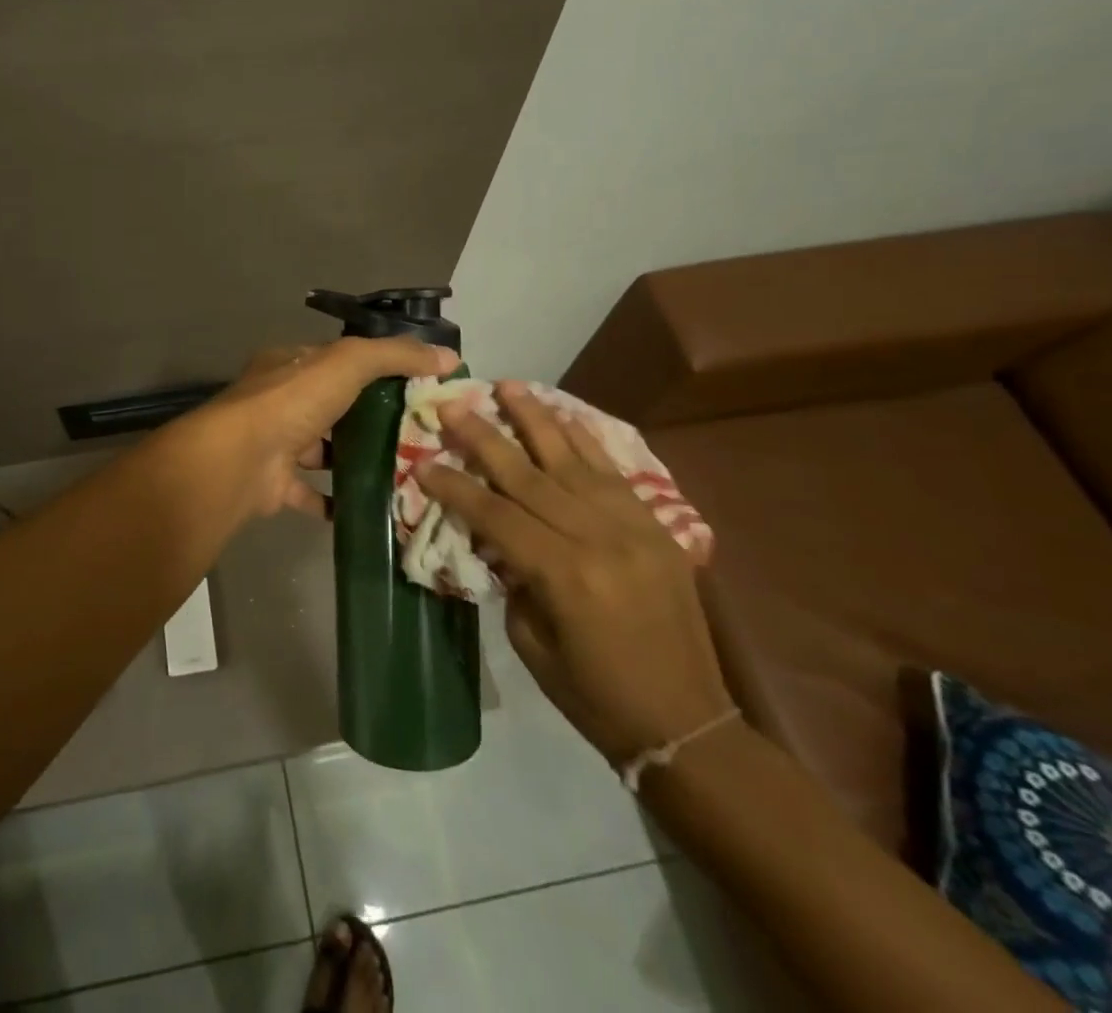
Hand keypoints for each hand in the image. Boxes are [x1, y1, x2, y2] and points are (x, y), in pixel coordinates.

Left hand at [164, 336, 457, 528]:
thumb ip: (395, 355)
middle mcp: (280, 402)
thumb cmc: (292, 402)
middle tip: (421, 436)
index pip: (340, 362)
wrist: (239, 461)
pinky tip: (374, 505)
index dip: (379, 370)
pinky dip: (339, 500)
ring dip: (357, 460)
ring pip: (325, 451)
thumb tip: (448, 356)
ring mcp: (275, 444)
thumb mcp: (348, 363)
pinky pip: (313, 493)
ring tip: (405, 470)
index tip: (420, 387)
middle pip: (335, 407)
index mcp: (291, 365)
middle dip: (373, 419)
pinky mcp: (275, 485)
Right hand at [418, 382, 733, 767]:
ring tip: (507, 386)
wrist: (688, 724)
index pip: (496, 515)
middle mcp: (598, 539)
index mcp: (563, 575)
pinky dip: (586, 440)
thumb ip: (513, 578)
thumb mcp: (532, 643)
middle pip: (529, 475)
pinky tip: (563, 415)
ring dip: (536, 419)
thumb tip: (496, 535)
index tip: (423, 462)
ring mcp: (633, 528)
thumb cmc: (595, 696)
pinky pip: (615, 472)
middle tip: (453, 404)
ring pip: (573, 460)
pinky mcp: (657, 527)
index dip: (456, 487)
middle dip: (485, 437)